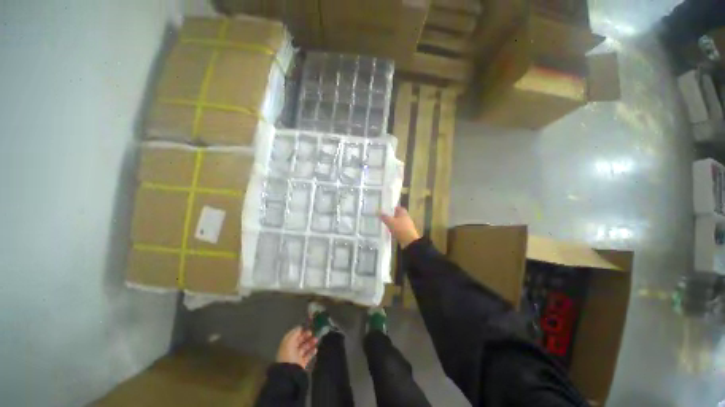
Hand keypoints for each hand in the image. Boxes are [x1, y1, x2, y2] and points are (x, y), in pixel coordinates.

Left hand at [275, 327, 317, 368]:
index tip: (308, 328)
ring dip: (311, 343)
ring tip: (317, 340)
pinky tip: (316, 349)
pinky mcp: (302, 363)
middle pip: (300, 341)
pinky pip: (308, 356)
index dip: (301, 331)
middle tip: (313, 333)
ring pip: (305, 348)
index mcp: (287, 343)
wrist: (289, 371)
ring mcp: (297, 357)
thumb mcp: (289, 340)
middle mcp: (291, 349)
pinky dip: (312, 352)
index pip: (294, 335)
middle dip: (307, 336)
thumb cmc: (288, 353)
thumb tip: (301, 327)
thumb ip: (295, 332)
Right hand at [380, 206, 420, 248]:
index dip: (391, 208)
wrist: (409, 241)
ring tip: (385, 224)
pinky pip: (399, 228)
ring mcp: (407, 225)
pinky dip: (395, 229)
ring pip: (398, 222)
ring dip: (393, 223)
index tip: (385, 210)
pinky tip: (390, 231)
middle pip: (397, 215)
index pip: (397, 208)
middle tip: (383, 217)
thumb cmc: (400, 229)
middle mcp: (406, 217)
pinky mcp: (406, 232)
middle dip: (391, 216)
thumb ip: (384, 217)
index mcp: (403, 213)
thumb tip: (378, 212)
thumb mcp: (390, 222)